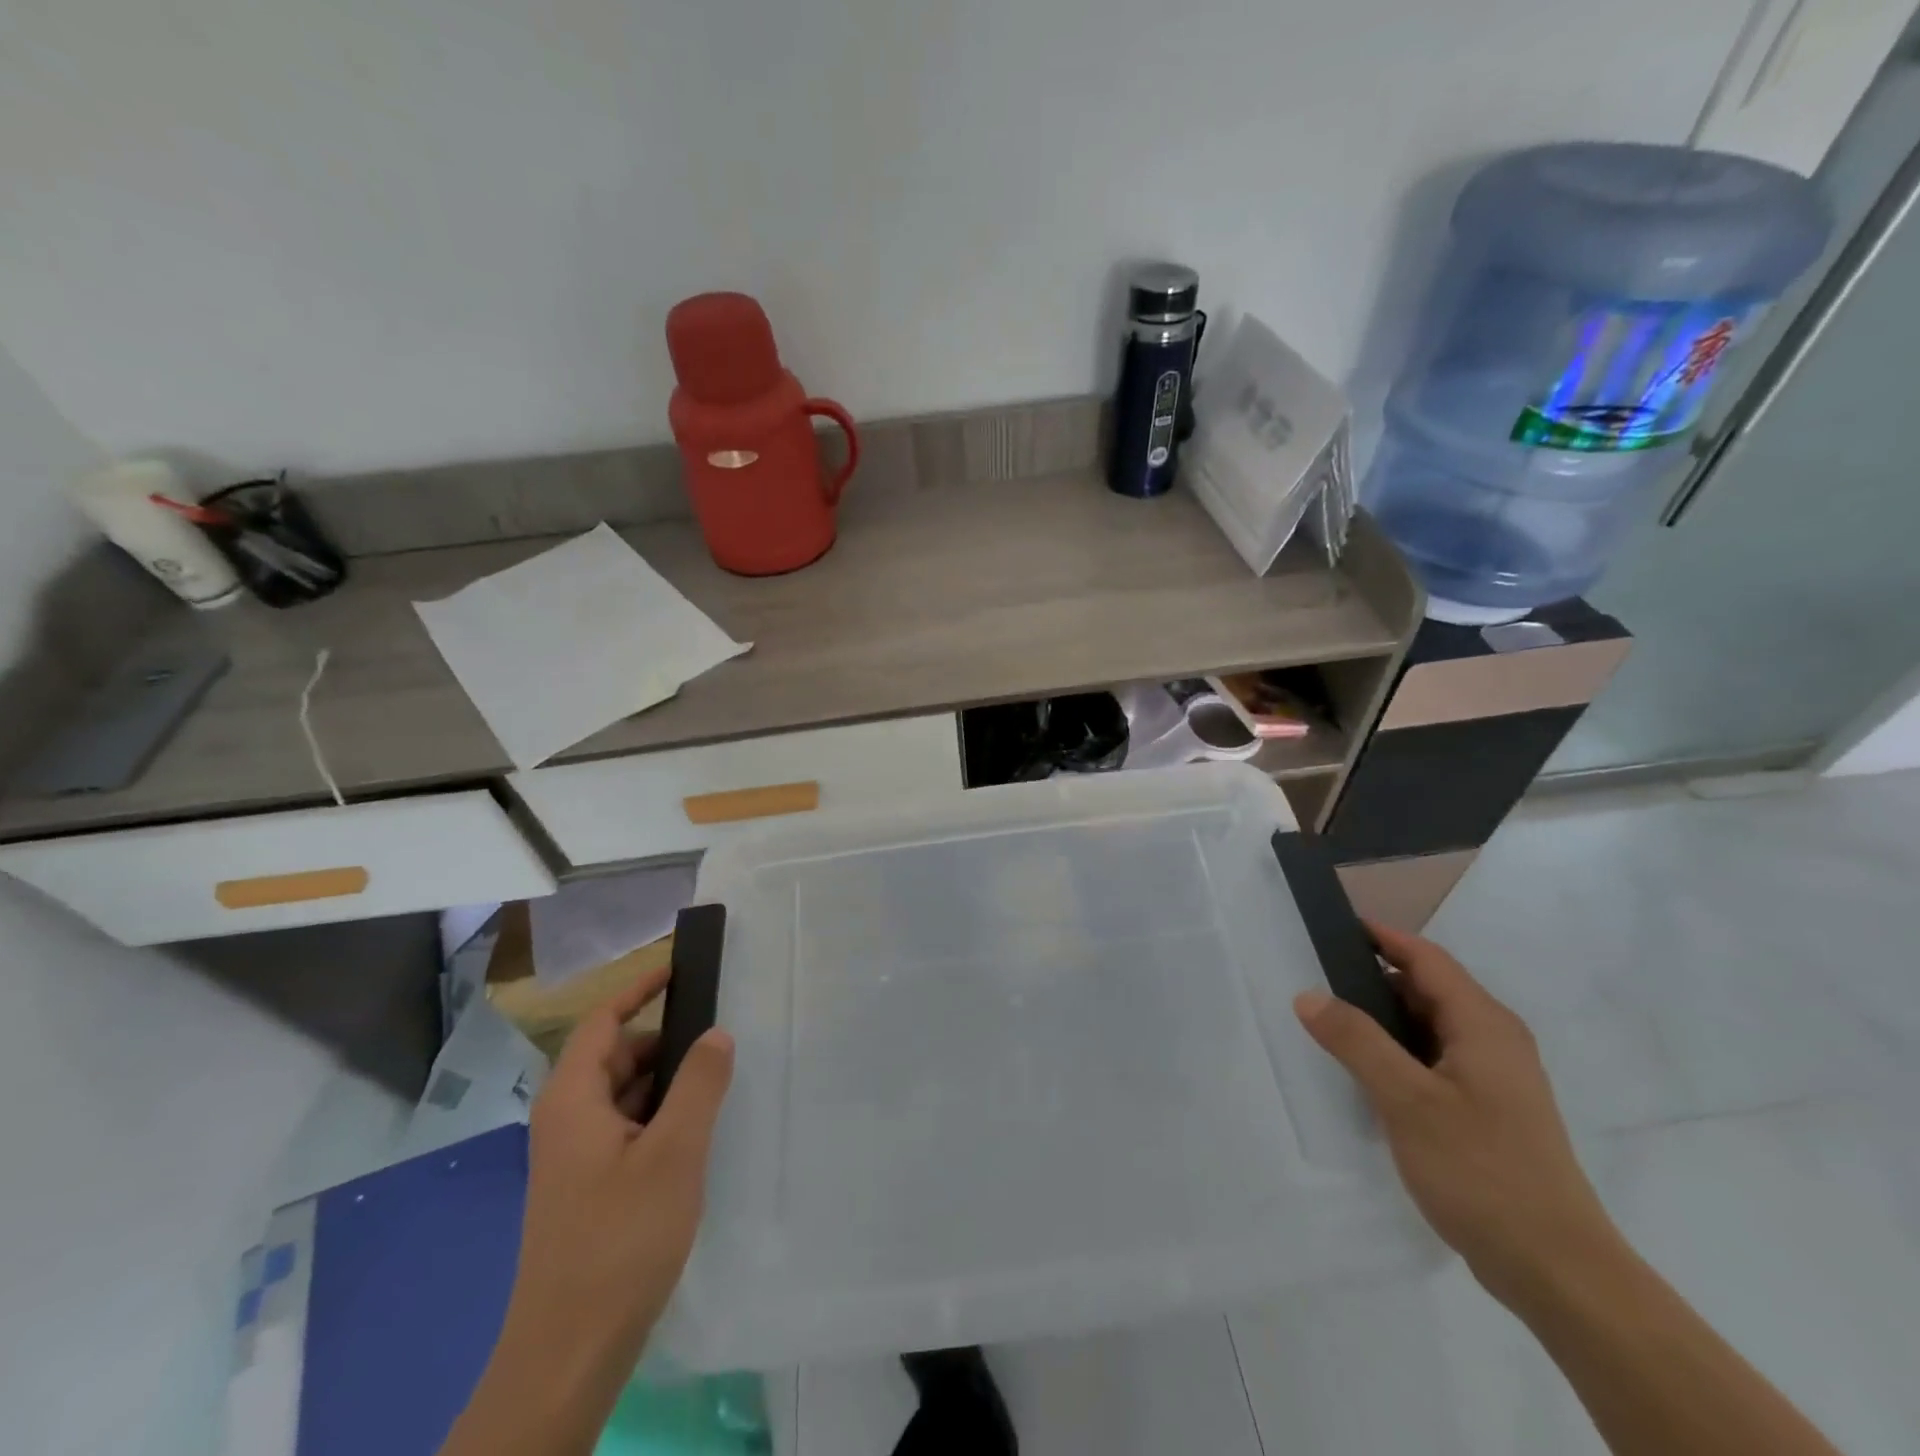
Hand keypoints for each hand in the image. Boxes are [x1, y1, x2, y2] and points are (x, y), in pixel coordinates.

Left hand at [508, 965, 734, 1377]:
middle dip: (665, 1041)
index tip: (680, 969)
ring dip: (666, 1082)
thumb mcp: (674, 1152)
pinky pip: (626, 1128)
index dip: (639, 989)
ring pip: (624, 1095)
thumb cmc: (620, 1237)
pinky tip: (696, 1133)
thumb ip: (699, 1083)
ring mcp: (574, 1157)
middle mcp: (565, 1119)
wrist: (569, 1351)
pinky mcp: (588, 1187)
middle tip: (719, 1035)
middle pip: (616, 1056)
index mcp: (572, 1099)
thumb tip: (716, 1032)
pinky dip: (659, 1116)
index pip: (603, 1021)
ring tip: (718, 1080)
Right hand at [1292, 922, 1622, 1307]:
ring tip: (1330, 1022)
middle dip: (1373, 977)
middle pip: (1427, 988)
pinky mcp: (1488, 1109)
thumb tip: (1308, 994)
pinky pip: (1434, 1057)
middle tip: (1316, 978)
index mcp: (1482, 1024)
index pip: (1425, 958)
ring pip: (1430, 1025)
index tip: (1332, 927)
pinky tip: (1367, 1071)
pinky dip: (1398, 1050)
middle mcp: (1494, 1040)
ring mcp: (1495, 1077)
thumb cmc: (1482, 1170)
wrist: (1557, 1269)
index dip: (1381, 937)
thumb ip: (1356, 1041)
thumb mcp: (1407, 1100)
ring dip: (1383, 1017)